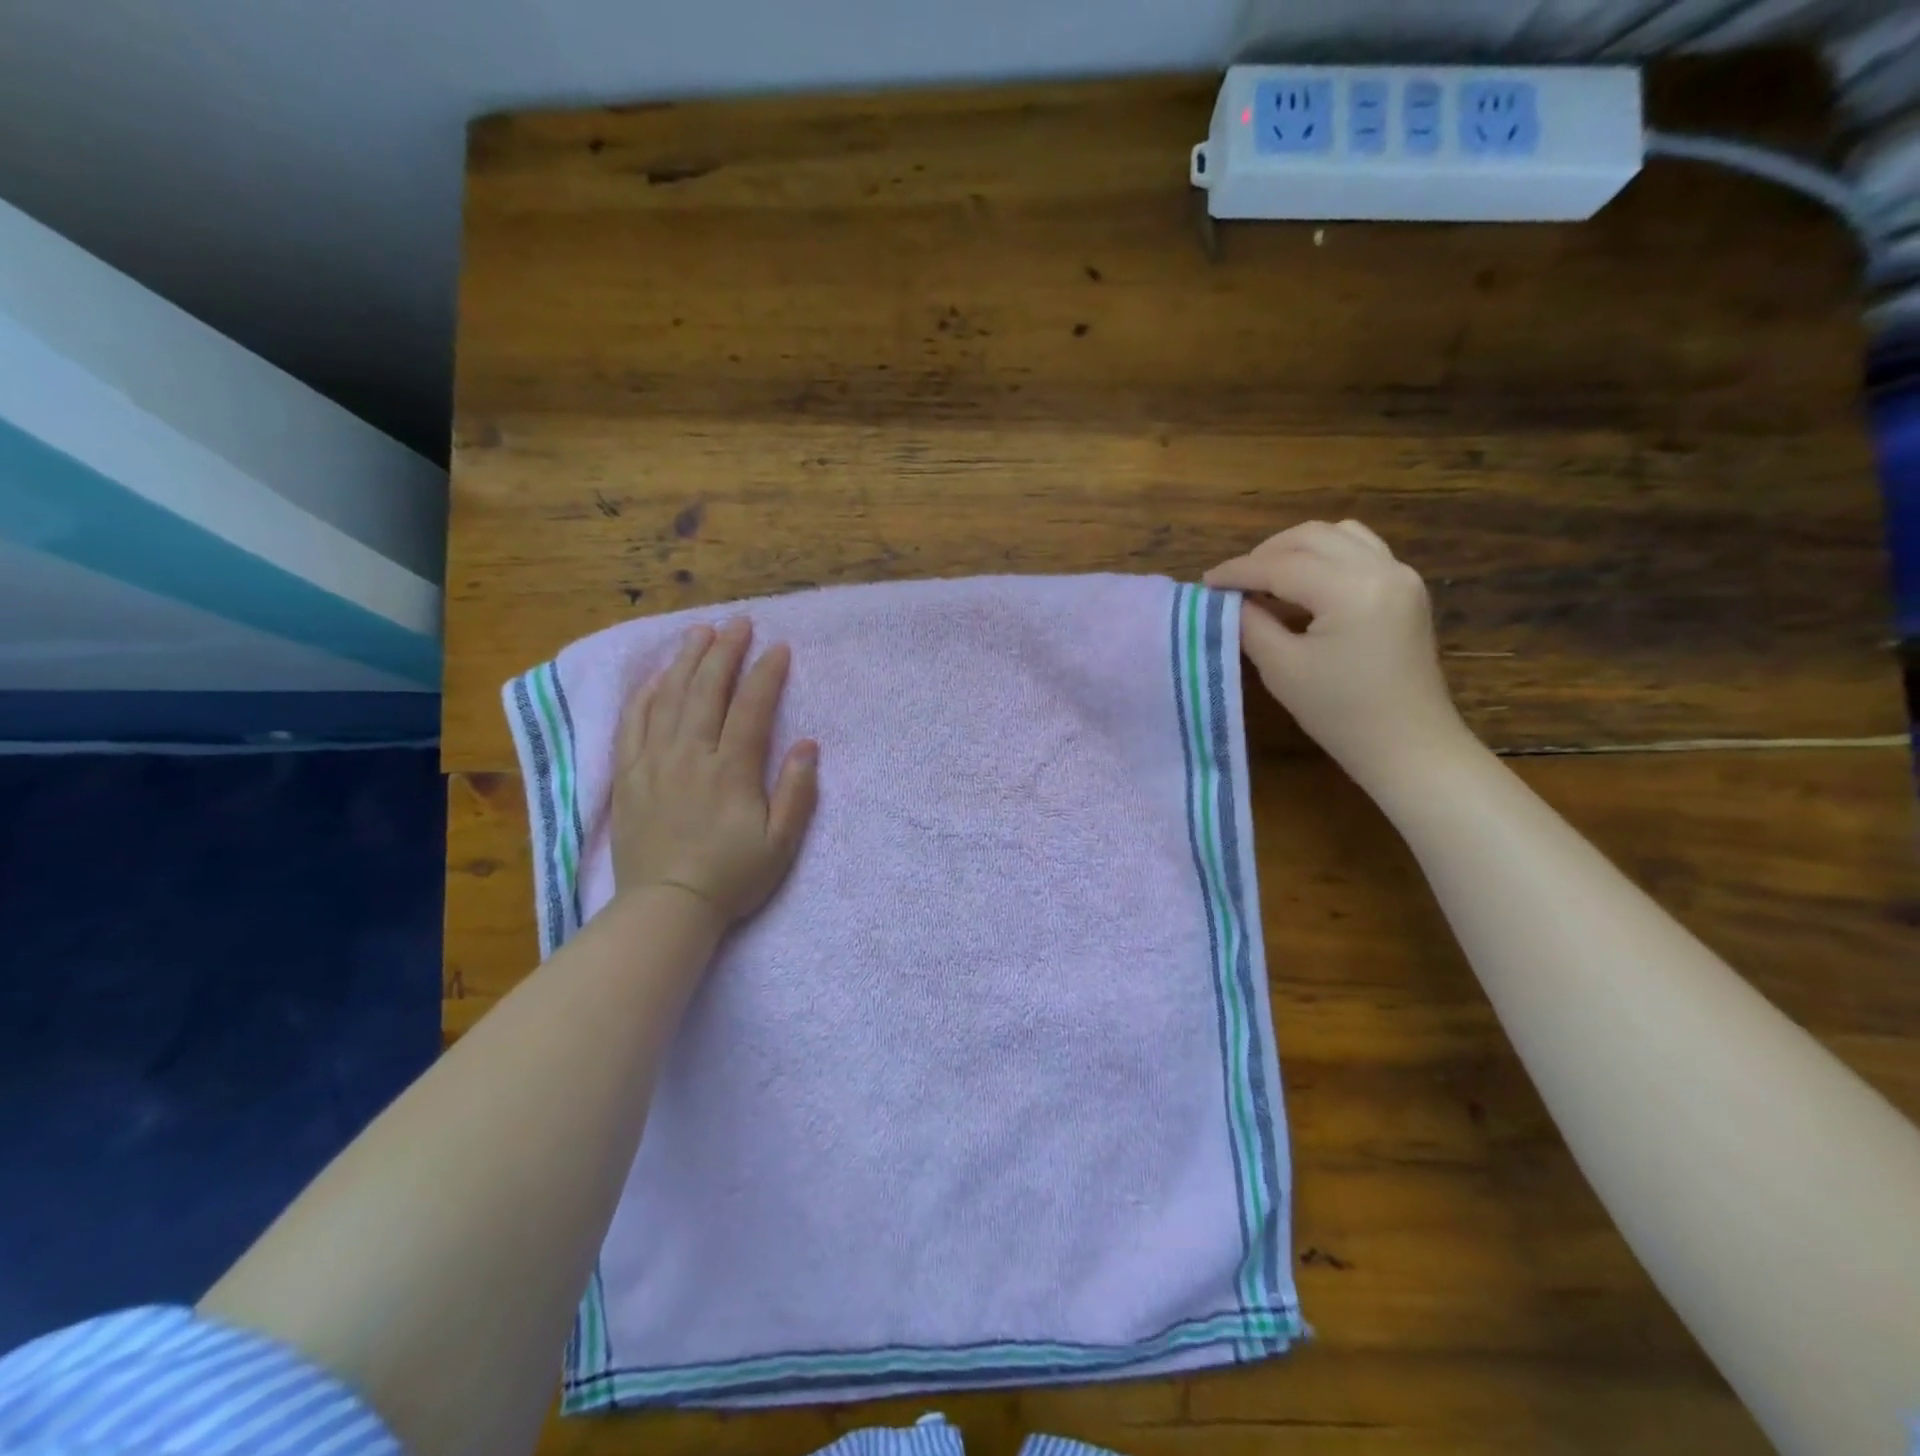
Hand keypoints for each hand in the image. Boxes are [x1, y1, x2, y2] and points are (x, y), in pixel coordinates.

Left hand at [612, 618, 818, 925]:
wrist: (666, 907)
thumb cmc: (731, 877)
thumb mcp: (780, 844)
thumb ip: (796, 792)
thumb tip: (807, 745)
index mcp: (730, 771)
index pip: (751, 708)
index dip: (766, 674)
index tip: (779, 648)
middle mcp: (690, 756)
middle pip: (706, 690)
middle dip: (724, 652)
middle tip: (738, 623)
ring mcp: (654, 762)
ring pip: (669, 698)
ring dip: (686, 661)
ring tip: (699, 632)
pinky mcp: (628, 775)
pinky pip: (633, 723)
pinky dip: (646, 694)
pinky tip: (657, 676)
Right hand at [1204, 520, 1474, 793]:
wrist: (1408, 746)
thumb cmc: (1340, 713)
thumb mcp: (1282, 669)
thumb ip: (1251, 624)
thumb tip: (1231, 600)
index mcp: (1351, 589)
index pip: (1281, 565)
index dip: (1238, 571)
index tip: (1205, 582)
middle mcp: (1382, 568)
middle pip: (1311, 537)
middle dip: (1265, 554)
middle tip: (1234, 582)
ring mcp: (1400, 575)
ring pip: (1338, 535)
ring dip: (1296, 549)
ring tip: (1267, 578)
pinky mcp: (1405, 589)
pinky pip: (1360, 550)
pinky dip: (1325, 556)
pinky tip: (1303, 585)